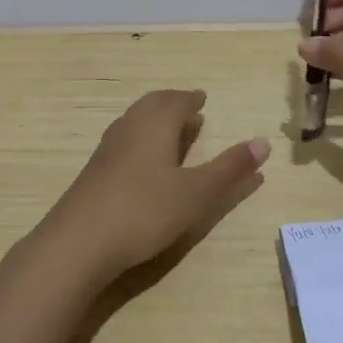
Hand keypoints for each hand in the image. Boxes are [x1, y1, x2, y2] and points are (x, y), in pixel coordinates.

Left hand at [26, 90, 268, 288]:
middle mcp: (129, 127)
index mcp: (155, 124)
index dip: (191, 99)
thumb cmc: (145, 211)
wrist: (79, 243)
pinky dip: (139, 140)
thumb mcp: (197, 193)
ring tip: (169, 132)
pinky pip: (122, 141)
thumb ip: (230, 169)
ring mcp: (107, 149)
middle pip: (152, 105)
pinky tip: (141, 162)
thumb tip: (264, 142)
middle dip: (171, 104)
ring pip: (133, 122)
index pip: (176, 101)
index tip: (202, 99)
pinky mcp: (94, 172)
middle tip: (188, 109)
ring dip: (154, 121)